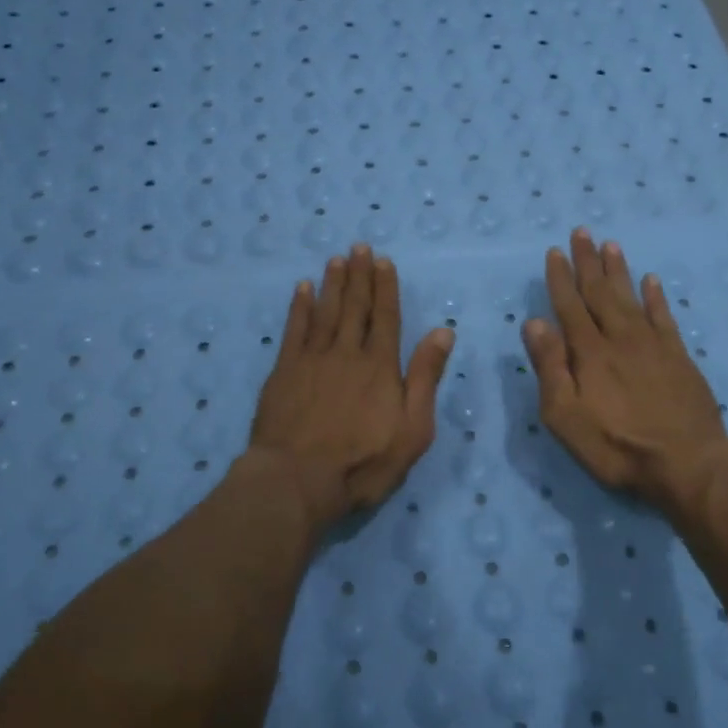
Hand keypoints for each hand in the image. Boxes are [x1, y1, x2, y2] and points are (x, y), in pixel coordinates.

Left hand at [248, 245, 454, 530]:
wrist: (297, 480)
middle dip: (359, 276)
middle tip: (359, 247)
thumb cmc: (363, 462)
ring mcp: (312, 359)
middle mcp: (347, 353)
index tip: (383, 261)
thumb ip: (425, 378)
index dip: (385, 288)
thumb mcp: (412, 429)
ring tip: (337, 259)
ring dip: (333, 283)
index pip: (386, 317)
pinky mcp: (284, 371)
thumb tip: (443, 332)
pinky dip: (299, 307)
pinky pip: (294, 329)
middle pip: (355, 307)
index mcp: (380, 366)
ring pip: (326, 311)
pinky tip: (302, 289)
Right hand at [522, 228, 727, 519]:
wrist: (688, 464)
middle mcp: (620, 338)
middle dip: (588, 262)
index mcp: (589, 352)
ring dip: (619, 270)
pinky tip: (651, 280)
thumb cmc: (617, 446)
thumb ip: (550, 367)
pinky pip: (664, 317)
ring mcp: (653, 345)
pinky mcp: (679, 357)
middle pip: (600, 292)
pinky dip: (655, 297)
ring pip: (631, 297)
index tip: (555, 251)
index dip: (560, 278)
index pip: (570, 305)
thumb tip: (534, 322)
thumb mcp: (566, 416)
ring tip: (611, 244)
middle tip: (582, 231)